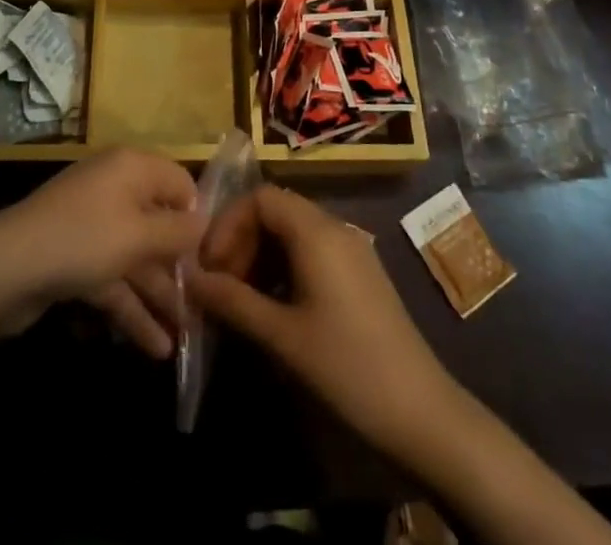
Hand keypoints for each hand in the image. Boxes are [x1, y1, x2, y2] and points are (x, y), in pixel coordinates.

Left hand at [0, 149, 204, 357]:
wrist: (2, 271)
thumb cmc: (81, 240)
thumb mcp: (138, 236)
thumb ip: (177, 232)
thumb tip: (205, 223)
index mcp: (131, 168)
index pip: (178, 181)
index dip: (198, 215)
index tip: (219, 255)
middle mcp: (115, 190)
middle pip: (158, 224)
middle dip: (181, 266)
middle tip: (208, 305)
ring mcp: (93, 227)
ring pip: (137, 259)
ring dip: (160, 296)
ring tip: (188, 337)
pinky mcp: (75, 261)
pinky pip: (114, 281)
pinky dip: (132, 310)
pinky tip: (156, 347)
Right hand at [187, 185, 459, 455]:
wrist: (421, 413)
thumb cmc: (347, 367)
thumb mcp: (282, 336)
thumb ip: (232, 301)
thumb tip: (188, 278)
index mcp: (316, 232)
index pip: (261, 197)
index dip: (228, 223)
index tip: (209, 265)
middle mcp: (335, 228)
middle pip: (276, 211)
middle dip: (241, 241)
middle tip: (220, 285)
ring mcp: (351, 250)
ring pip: (293, 232)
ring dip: (260, 256)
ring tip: (240, 300)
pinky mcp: (359, 274)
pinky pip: (312, 252)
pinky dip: (284, 268)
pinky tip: (273, 308)